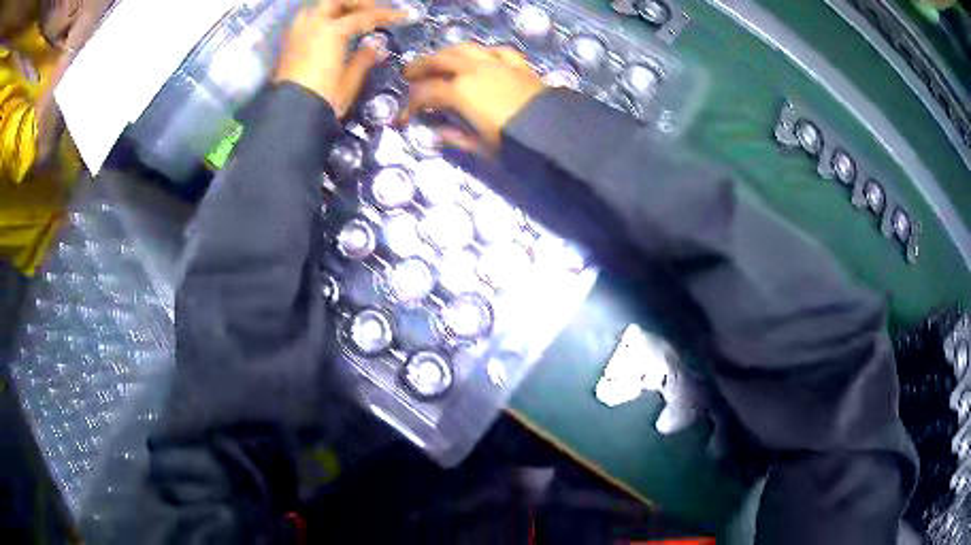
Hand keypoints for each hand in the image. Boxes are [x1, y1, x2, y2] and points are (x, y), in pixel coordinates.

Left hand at [276, 0, 405, 116]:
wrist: (291, 117)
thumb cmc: (324, 99)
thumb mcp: (349, 80)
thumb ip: (365, 58)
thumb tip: (378, 45)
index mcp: (331, 31)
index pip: (364, 16)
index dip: (387, 15)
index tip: (405, 16)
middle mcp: (312, 25)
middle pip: (336, 1)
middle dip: (356, 4)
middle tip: (373, 12)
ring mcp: (297, 33)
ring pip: (318, 8)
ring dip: (335, 9)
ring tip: (350, 19)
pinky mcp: (287, 45)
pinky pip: (307, 21)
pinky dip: (322, 20)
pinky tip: (331, 31)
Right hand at [402, 43, 545, 151]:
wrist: (554, 133)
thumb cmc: (513, 143)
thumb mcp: (480, 147)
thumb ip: (455, 138)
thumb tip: (437, 133)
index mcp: (459, 92)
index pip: (425, 93)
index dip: (410, 106)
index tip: (403, 119)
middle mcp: (473, 70)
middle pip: (439, 60)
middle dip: (420, 66)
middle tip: (408, 73)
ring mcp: (496, 63)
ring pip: (464, 48)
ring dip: (446, 52)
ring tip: (439, 59)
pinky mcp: (517, 64)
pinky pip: (496, 51)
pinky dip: (484, 53)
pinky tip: (481, 57)